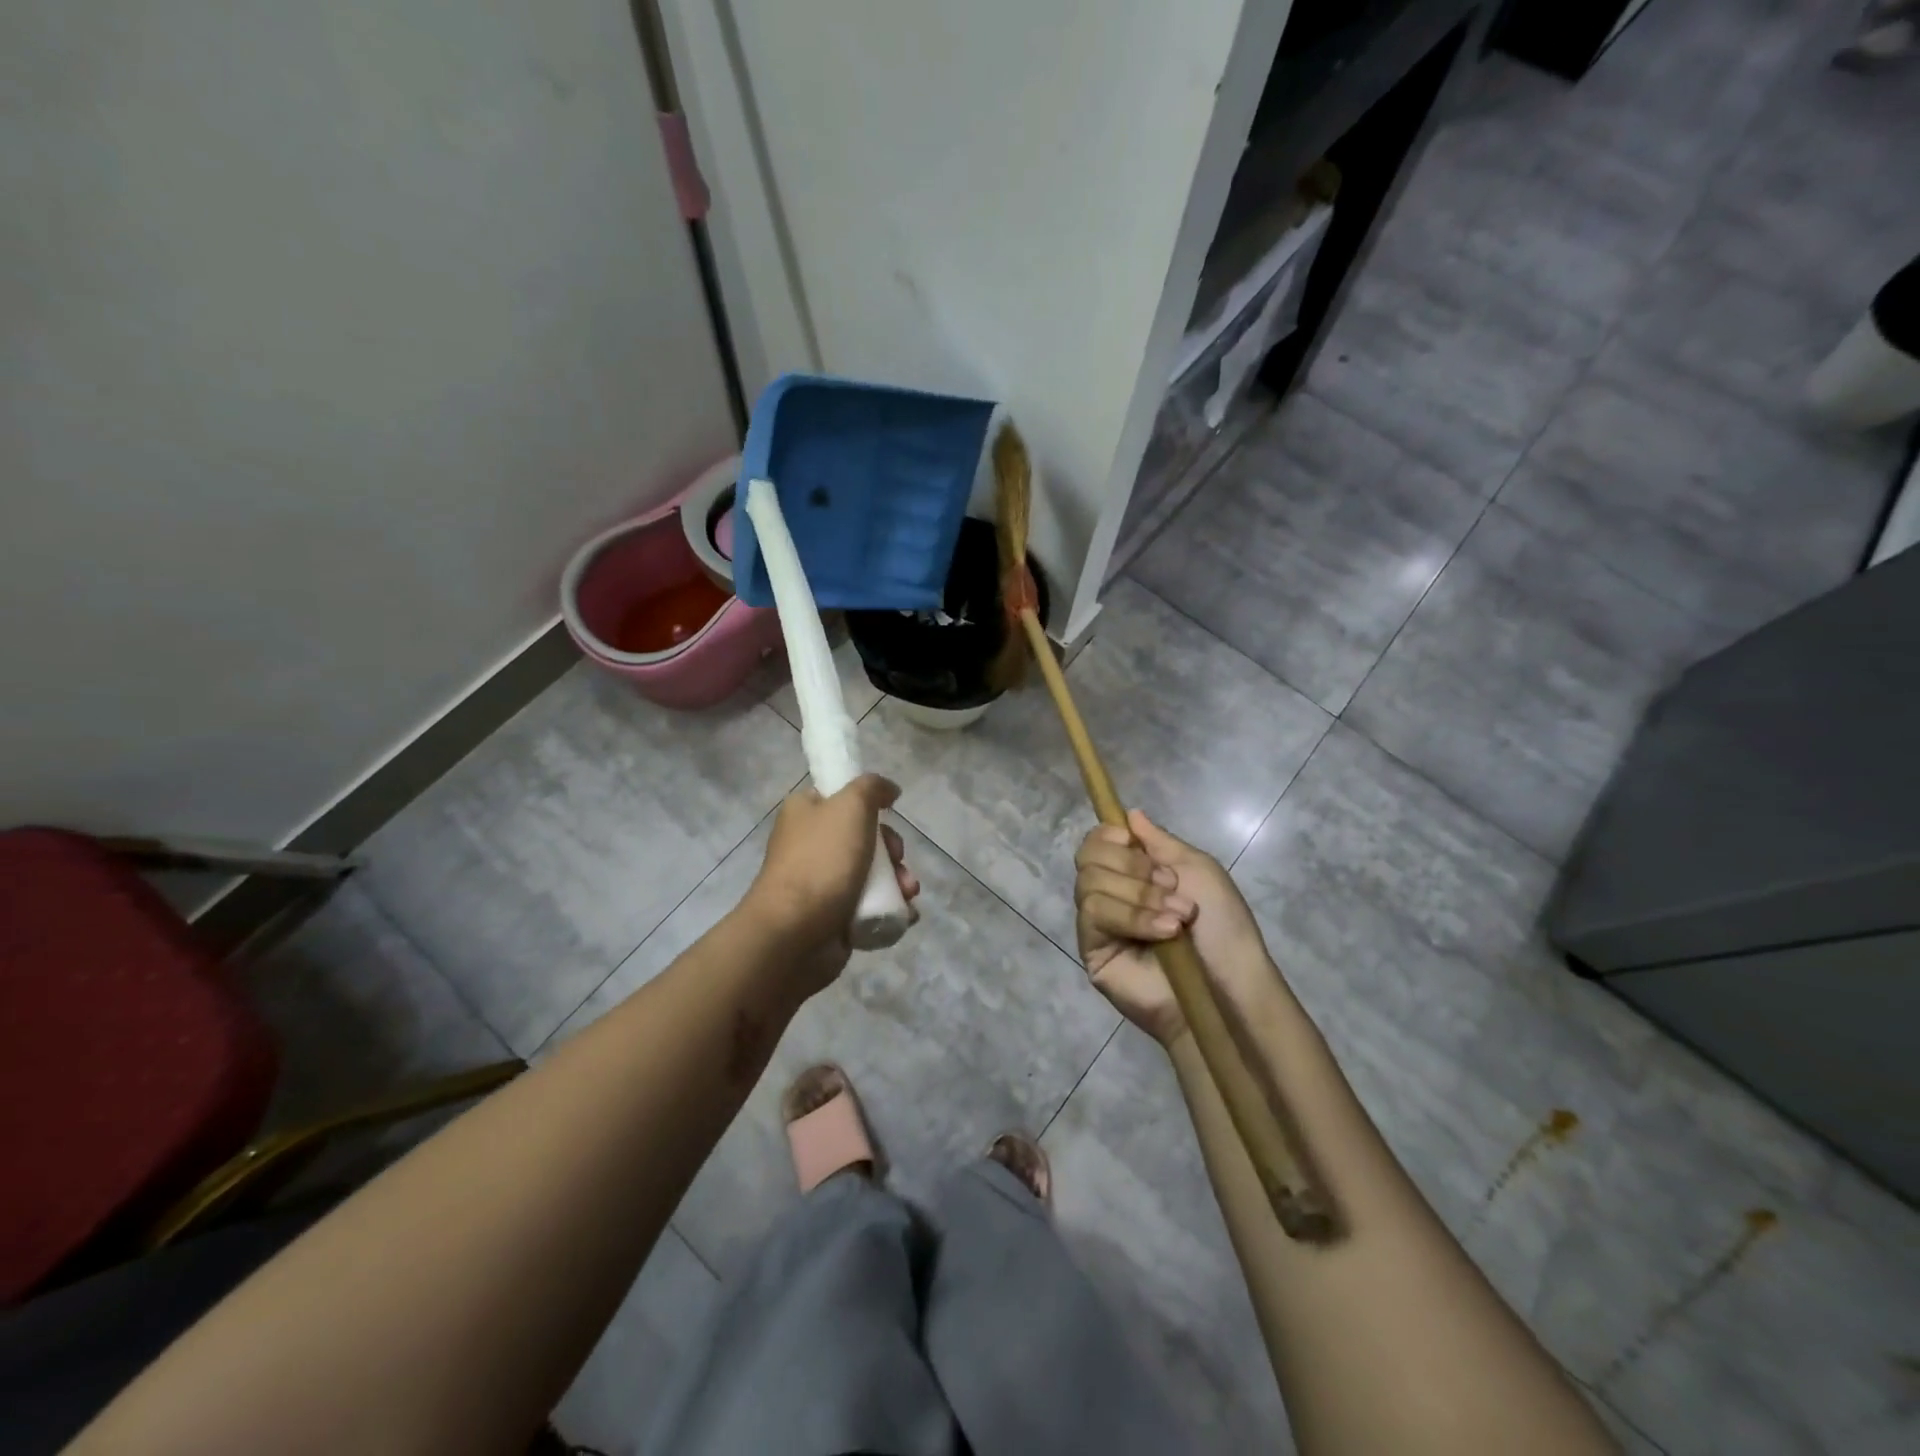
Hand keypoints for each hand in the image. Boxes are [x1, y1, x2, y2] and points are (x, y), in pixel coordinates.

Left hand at [746, 774, 919, 993]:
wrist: (795, 933)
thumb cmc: (822, 861)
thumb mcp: (850, 806)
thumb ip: (872, 787)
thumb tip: (890, 790)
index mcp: (805, 813)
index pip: (840, 797)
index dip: (869, 804)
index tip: (887, 815)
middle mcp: (811, 845)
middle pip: (865, 838)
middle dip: (892, 851)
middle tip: (898, 859)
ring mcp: (822, 883)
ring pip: (873, 873)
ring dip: (898, 881)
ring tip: (907, 892)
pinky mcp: (835, 916)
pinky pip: (872, 906)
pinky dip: (891, 908)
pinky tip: (905, 913)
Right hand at [1074, 810, 1276, 1044]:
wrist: (1231, 982)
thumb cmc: (1222, 925)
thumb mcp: (1196, 868)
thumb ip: (1159, 841)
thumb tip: (1129, 814)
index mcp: (1131, 874)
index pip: (1095, 843)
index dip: (1106, 836)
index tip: (1129, 840)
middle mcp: (1110, 895)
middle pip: (1087, 858)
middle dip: (1133, 867)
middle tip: (1172, 887)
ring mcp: (1098, 925)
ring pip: (1090, 884)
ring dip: (1139, 895)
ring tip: (1177, 917)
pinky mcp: (1092, 951)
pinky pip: (1094, 914)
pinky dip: (1131, 916)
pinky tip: (1164, 932)